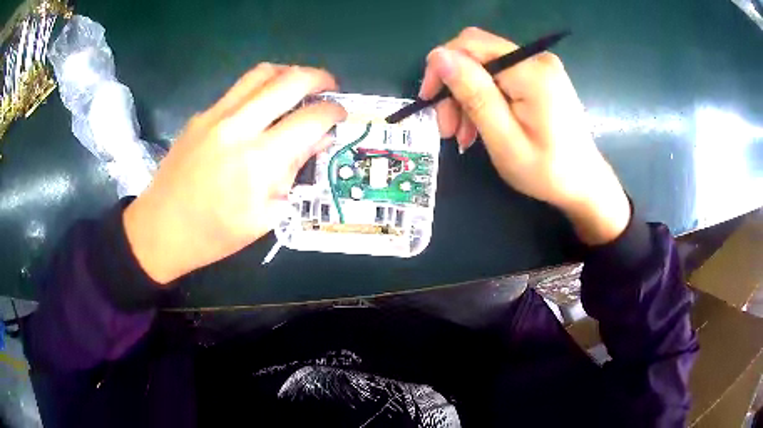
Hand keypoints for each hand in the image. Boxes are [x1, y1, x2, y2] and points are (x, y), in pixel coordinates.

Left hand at [123, 64, 345, 283]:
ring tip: (298, 88)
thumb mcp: (265, 215)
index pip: (310, 118)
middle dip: (319, 78)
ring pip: (262, 73)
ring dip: (288, 74)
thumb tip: (319, 140)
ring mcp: (215, 115)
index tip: (340, 115)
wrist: (161, 228)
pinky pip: (239, 88)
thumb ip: (293, 172)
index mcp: (258, 161)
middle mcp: (238, 127)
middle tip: (329, 89)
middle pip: (290, 80)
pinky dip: (261, 88)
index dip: (333, 112)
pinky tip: (262, 107)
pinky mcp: (201, 115)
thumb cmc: (215, 235)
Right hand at [420, 27, 629, 245]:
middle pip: (476, 55)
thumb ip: (473, 94)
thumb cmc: (547, 170)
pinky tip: (479, 126)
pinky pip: (499, 77)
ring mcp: (539, 66)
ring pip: (484, 68)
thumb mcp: (504, 138)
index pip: (470, 45)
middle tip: (447, 128)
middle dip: (454, 88)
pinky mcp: (540, 77)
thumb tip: (438, 55)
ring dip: (467, 98)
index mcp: (531, 70)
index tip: (429, 101)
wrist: (583, 183)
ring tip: (463, 136)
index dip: (442, 66)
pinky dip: (484, 99)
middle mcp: (536, 58)